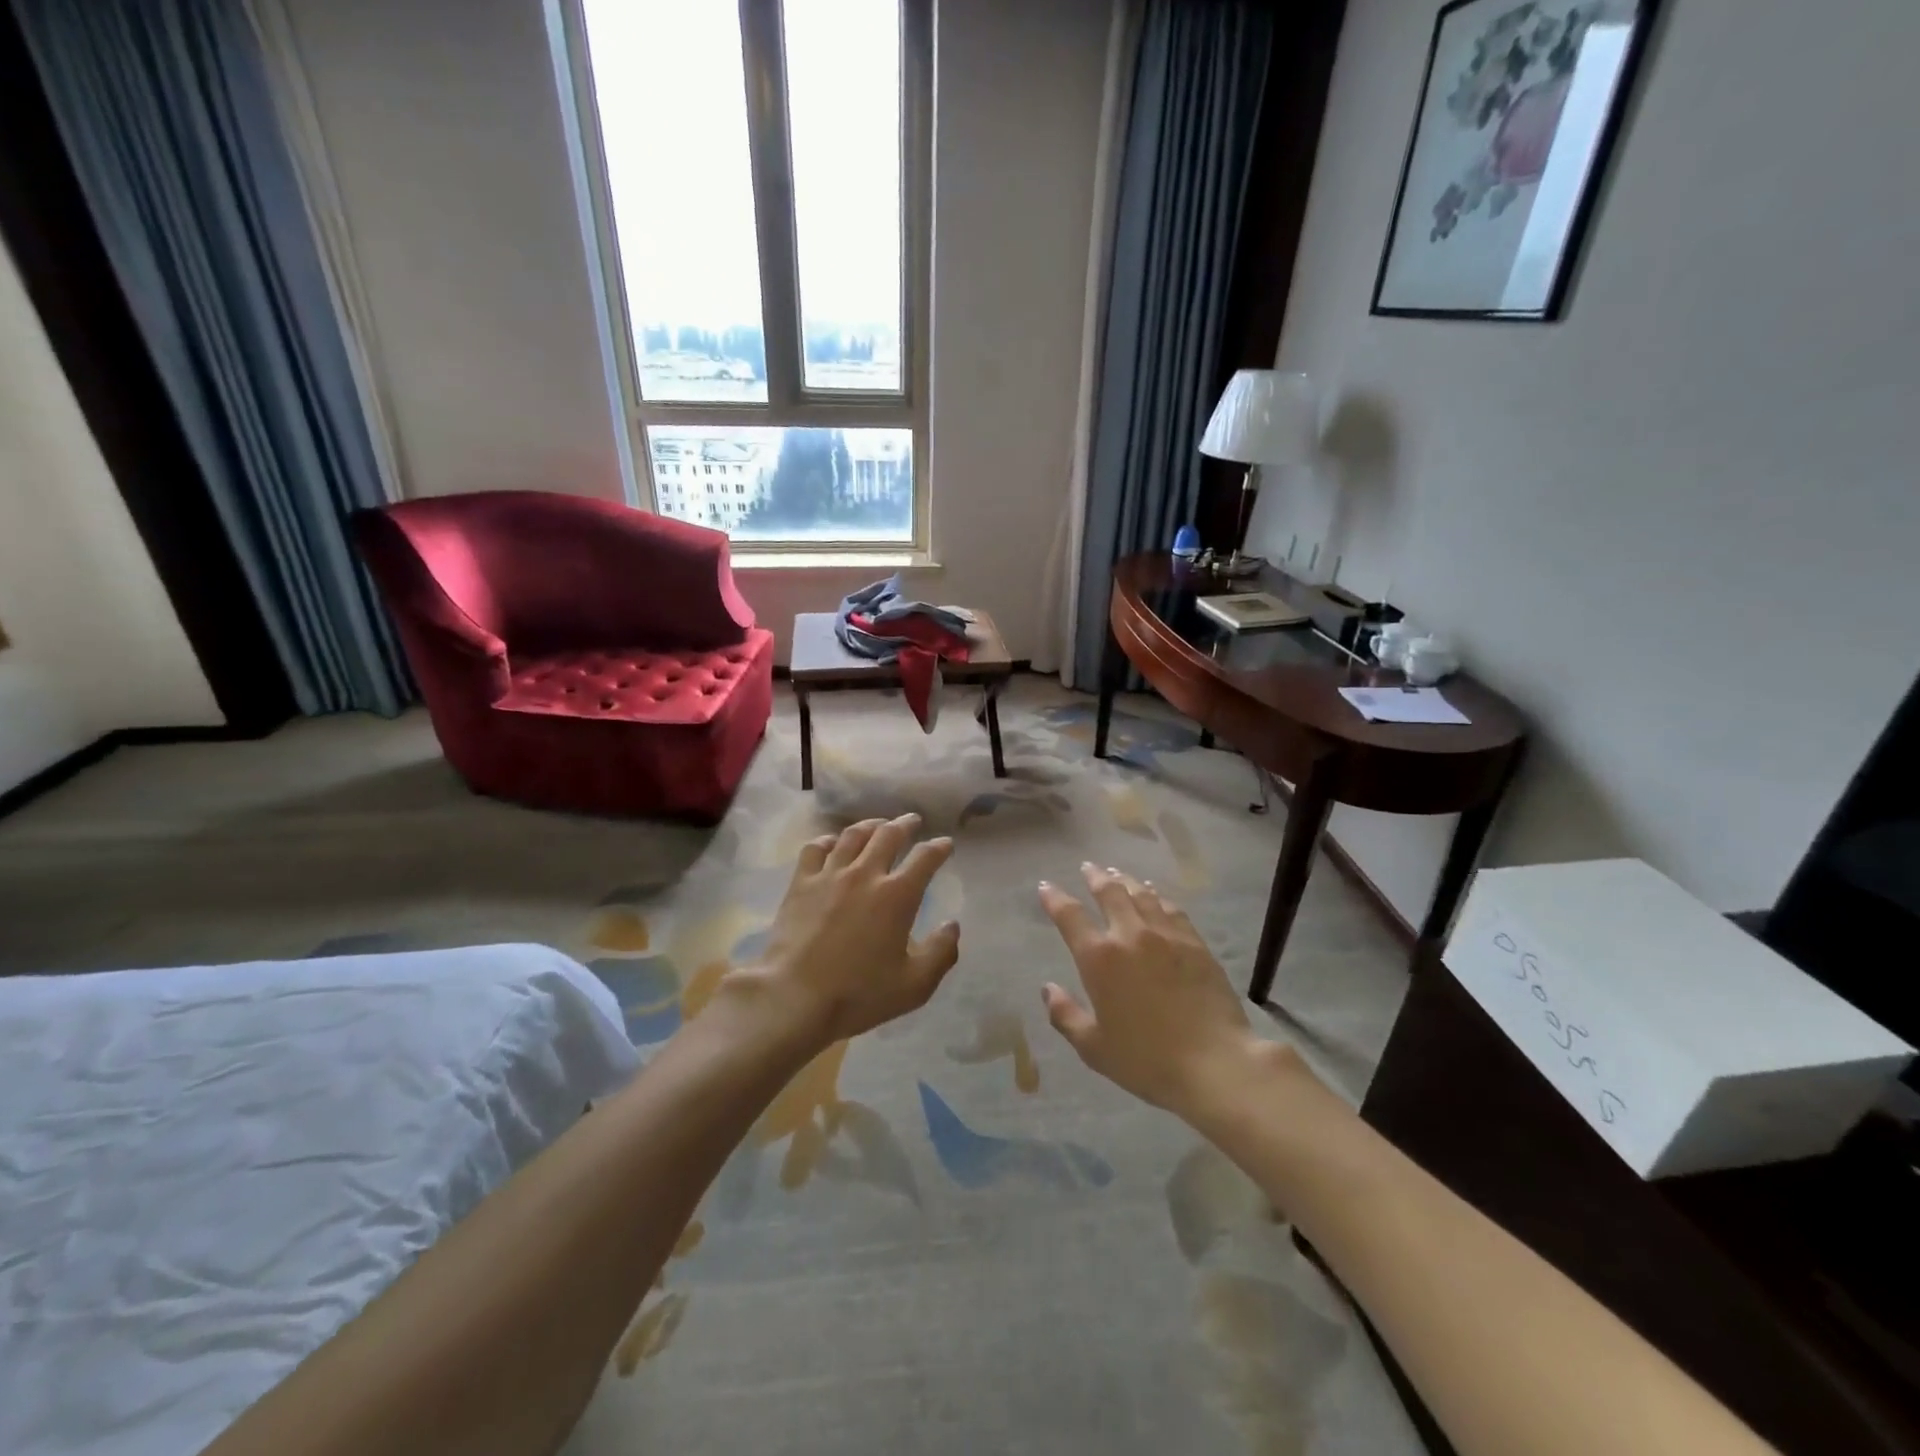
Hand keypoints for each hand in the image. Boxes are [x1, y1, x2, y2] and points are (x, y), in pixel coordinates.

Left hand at [733, 814, 960, 1045]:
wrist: (795, 997)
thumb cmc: (859, 994)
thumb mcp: (915, 985)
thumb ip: (941, 953)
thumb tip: (952, 925)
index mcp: (898, 895)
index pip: (925, 858)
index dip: (939, 847)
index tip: (946, 844)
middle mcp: (866, 874)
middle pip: (889, 834)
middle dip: (905, 824)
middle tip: (913, 821)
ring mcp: (830, 875)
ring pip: (853, 835)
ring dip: (871, 825)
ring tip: (879, 824)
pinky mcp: (801, 883)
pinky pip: (816, 848)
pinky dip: (829, 840)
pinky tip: (834, 843)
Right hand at [1038, 864, 1274, 1117]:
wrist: (1215, 1063)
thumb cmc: (1147, 1061)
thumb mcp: (1094, 1048)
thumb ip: (1066, 1016)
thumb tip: (1048, 989)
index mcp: (1099, 959)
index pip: (1070, 916)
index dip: (1054, 898)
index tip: (1045, 886)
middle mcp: (1130, 935)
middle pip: (1109, 892)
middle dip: (1095, 877)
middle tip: (1088, 867)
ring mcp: (1166, 935)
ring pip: (1141, 894)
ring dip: (1125, 881)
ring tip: (1118, 874)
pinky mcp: (1195, 943)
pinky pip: (1171, 909)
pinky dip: (1157, 897)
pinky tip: (1155, 897)